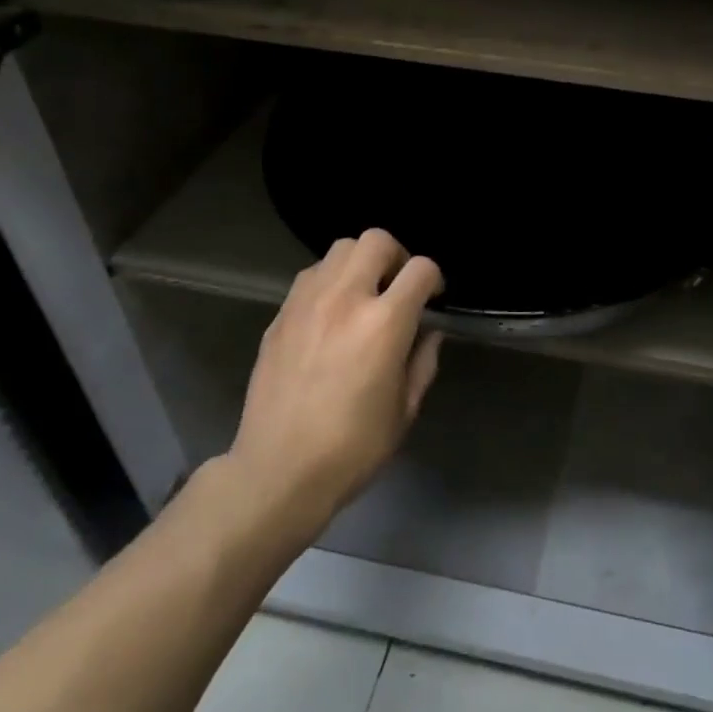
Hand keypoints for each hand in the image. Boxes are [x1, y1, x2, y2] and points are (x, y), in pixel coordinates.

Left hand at [224, 229, 443, 524]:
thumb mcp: (405, 409)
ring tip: (363, 294)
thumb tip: (428, 332)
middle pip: (376, 240)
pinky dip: (330, 281)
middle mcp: (345, 299)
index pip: (420, 269)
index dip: (434, 278)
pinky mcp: (280, 316)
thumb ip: (422, 361)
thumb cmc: (353, 447)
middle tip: (398, 286)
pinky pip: (311, 276)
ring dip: (360, 263)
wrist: (278, 471)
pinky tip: (331, 313)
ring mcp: (307, 303)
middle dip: (397, 256)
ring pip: (339, 249)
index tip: (433, 298)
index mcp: (384, 323)